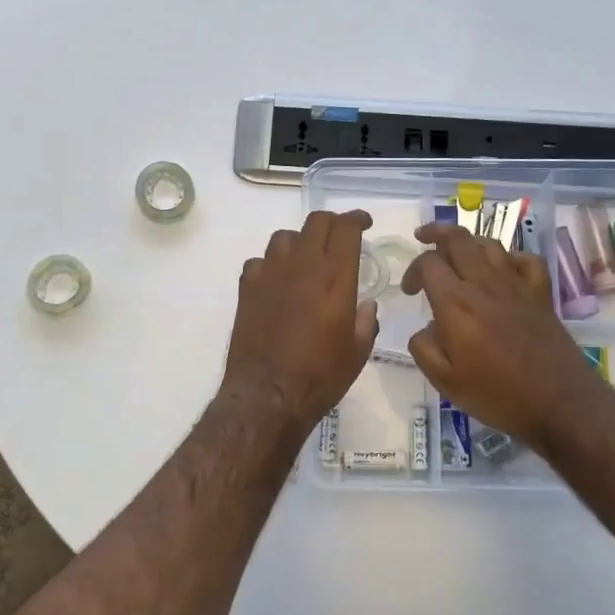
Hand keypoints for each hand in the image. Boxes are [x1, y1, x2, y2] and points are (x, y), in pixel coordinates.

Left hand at [222, 210, 377, 431]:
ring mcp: (270, 274)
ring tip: (307, 259)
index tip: (364, 224)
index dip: (357, 219)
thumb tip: (366, 306)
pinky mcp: (247, 288)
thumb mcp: (358, 352)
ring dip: (300, 241)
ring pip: (285, 237)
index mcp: (335, 277)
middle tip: (340, 237)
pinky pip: (260, 261)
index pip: (346, 228)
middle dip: (332, 223)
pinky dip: (272, 265)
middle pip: (316, 222)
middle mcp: (303, 266)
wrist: (268, 395)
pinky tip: (277, 282)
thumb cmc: (320, 376)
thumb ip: (366, 322)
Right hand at [401, 223, 607, 450]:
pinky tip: (503, 269)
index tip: (409, 291)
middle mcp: (485, 285)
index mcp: (456, 304)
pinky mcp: (541, 295)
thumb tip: (426, 328)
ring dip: (469, 242)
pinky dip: (510, 257)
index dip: (413, 270)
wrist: (560, 404)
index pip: (429, 263)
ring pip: (490, 244)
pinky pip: (526, 260)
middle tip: (423, 237)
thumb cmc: (498, 396)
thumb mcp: (445, 382)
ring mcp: (517, 286)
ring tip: (458, 252)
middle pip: (458, 239)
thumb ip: (424, 348)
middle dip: (436, 233)